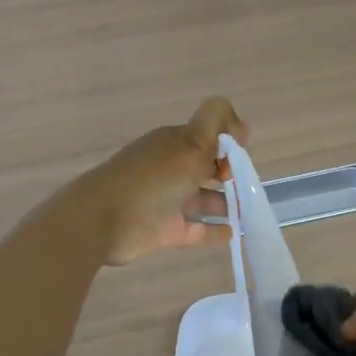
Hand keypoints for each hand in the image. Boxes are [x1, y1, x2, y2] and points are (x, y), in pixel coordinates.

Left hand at [79, 97, 248, 264]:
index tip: (240, 158)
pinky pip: (198, 230)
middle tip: (249, 185)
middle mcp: (173, 170)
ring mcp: (170, 202)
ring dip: (227, 203)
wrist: (104, 220)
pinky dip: (215, 231)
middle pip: (207, 169)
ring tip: (250, 212)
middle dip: (230, 173)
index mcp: (175, 144)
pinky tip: (234, 233)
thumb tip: (243, 122)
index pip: (209, 138)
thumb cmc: (153, 179)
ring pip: (204, 200)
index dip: (228, 145)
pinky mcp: (168, 231)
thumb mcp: (191, 143)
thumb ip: (217, 125)